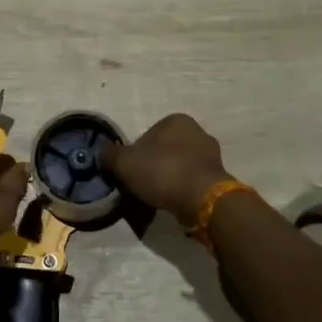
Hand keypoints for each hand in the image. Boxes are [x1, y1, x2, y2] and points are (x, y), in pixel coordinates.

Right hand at [99, 113, 232, 226]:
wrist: (202, 200)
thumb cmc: (162, 172)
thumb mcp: (124, 163)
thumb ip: (110, 155)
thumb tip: (101, 152)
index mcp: (176, 119)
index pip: (147, 135)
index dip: (135, 154)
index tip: (130, 172)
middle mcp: (198, 130)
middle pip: (165, 149)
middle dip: (154, 165)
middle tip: (143, 185)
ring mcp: (212, 154)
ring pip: (180, 165)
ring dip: (169, 177)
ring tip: (158, 197)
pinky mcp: (220, 176)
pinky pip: (193, 181)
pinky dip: (183, 189)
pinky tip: (174, 202)